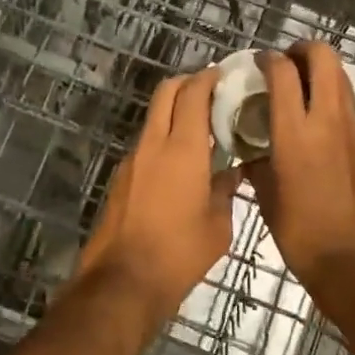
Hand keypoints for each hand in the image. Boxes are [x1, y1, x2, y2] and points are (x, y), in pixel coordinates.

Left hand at [77, 69, 240, 329]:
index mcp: (182, 148)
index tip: (223, 74)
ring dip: (174, 111)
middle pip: (166, 93)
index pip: (193, 94)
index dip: (208, 78)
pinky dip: (164, 137)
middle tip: (211, 91)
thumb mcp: (218, 225)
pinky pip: (146, 143)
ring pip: (154, 118)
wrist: (123, 280)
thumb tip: (232, 174)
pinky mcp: (122, 177)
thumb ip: (226, 191)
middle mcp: (153, 144)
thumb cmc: (180, 252)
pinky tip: (181, 161)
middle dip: (187, 83)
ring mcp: (132, 159)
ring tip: (200, 127)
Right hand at [245, 43, 354, 285]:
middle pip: (323, 57)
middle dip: (303, 50)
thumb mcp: (267, 198)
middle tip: (286, 63)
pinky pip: (349, 101)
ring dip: (321, 69)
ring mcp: (352, 129)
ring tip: (301, 85)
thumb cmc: (302, 234)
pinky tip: (317, 114)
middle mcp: (327, 120)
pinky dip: (333, 93)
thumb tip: (252, 153)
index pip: (283, 72)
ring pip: (341, 75)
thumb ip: (258, 165)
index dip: (268, 59)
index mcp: (295, 134)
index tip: (258, 62)